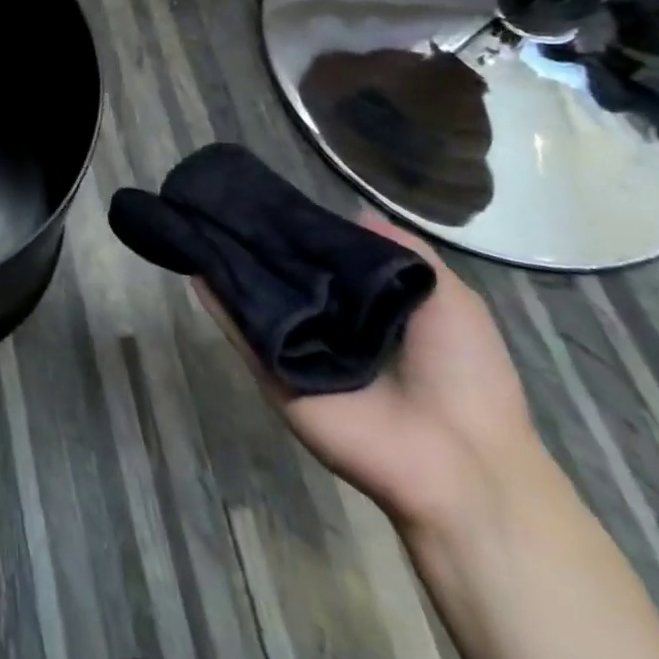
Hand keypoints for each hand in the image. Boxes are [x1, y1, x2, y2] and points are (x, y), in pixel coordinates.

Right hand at [197, 212, 542, 533]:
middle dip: (257, 242)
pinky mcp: (272, 374)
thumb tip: (352, 211)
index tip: (269, 197)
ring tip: (198, 220)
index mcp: (366, 308)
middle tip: (225, 201)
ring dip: (229, 265)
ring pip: (255, 299)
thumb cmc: (464, 374)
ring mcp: (295, 350)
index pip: (321, 259)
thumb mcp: (451, 299)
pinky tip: (194, 264)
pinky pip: (241, 333)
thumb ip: (403, 252)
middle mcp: (325, 325)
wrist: (459, 461)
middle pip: (283, 275)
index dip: (299, 229)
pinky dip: (216, 301)